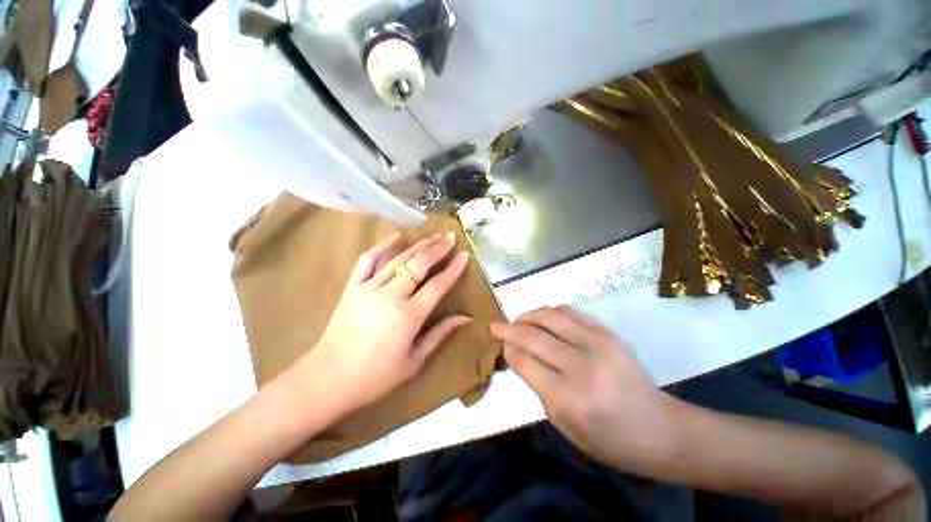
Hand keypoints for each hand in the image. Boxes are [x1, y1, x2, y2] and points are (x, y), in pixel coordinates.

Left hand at [306, 231, 471, 410]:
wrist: (329, 378)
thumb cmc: (376, 376)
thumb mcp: (415, 360)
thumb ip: (440, 333)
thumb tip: (465, 317)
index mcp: (409, 316)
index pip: (438, 285)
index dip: (453, 268)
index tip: (465, 255)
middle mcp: (391, 296)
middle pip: (419, 264)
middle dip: (438, 249)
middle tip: (451, 237)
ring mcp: (369, 288)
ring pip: (398, 258)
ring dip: (418, 245)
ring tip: (433, 236)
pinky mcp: (352, 286)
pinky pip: (368, 260)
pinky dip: (383, 246)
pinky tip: (397, 237)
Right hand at [490, 306, 676, 469]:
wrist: (657, 428)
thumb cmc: (606, 438)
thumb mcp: (563, 424)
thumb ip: (537, 386)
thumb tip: (518, 354)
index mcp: (567, 397)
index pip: (524, 361)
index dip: (508, 349)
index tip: (500, 344)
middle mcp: (580, 366)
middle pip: (532, 336)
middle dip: (508, 328)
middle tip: (496, 325)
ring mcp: (597, 344)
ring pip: (550, 316)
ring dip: (528, 315)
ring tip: (519, 319)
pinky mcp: (607, 333)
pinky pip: (571, 312)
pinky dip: (551, 311)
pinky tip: (543, 317)